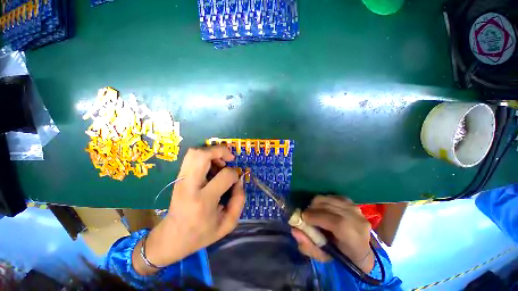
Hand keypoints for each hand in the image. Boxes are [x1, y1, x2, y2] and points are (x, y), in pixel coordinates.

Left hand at [132, 146, 244, 274]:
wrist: (172, 237)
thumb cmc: (202, 233)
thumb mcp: (228, 223)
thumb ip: (239, 200)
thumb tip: (239, 180)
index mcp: (203, 201)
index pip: (225, 175)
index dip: (235, 174)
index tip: (236, 181)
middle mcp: (189, 186)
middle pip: (202, 155)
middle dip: (220, 151)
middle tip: (229, 159)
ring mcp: (181, 180)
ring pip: (194, 152)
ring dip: (212, 152)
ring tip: (220, 163)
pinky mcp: (178, 177)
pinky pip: (192, 157)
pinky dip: (205, 156)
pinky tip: (211, 167)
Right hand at [291, 195, 373, 272]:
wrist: (361, 249)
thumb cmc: (341, 256)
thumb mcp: (323, 257)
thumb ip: (308, 246)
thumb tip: (294, 230)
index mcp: (355, 240)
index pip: (337, 223)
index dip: (317, 217)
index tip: (304, 218)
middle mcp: (358, 221)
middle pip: (330, 206)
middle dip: (312, 209)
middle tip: (305, 216)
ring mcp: (355, 209)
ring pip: (328, 199)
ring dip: (316, 205)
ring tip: (313, 213)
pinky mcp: (351, 202)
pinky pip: (330, 196)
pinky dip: (322, 201)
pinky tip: (321, 209)